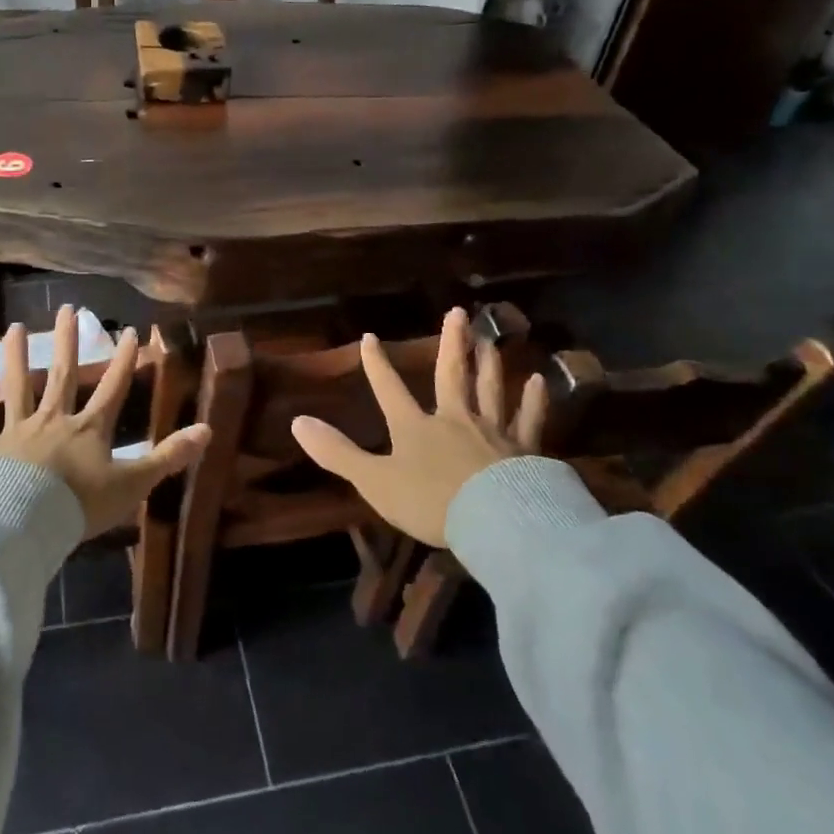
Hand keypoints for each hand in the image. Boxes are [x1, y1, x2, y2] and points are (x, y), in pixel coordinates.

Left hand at [0, 305, 211, 537]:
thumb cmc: (81, 505)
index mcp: (89, 429)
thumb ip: (169, 456)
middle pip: (64, 375)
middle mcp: (54, 420)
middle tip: (70, 309)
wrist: (24, 523)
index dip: (124, 361)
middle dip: (69, 342)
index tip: (130, 331)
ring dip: (17, 356)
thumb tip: (208, 430)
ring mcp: (17, 431)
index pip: (113, 388)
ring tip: (16, 327)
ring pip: (18, 386)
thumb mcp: (134, 483)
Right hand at [291, 307, 547, 546]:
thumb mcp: (374, 481)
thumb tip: (296, 421)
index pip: (389, 389)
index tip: (369, 336)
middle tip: (458, 312)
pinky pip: (529, 419)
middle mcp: (454, 418)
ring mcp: (492, 431)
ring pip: (490, 388)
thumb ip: (336, 452)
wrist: (495, 521)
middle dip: (452, 343)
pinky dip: (533, 400)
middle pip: (452, 374)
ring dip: (489, 363)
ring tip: (490, 339)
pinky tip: (538, 381)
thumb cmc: (430, 502)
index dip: (377, 364)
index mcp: (415, 426)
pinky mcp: (524, 449)